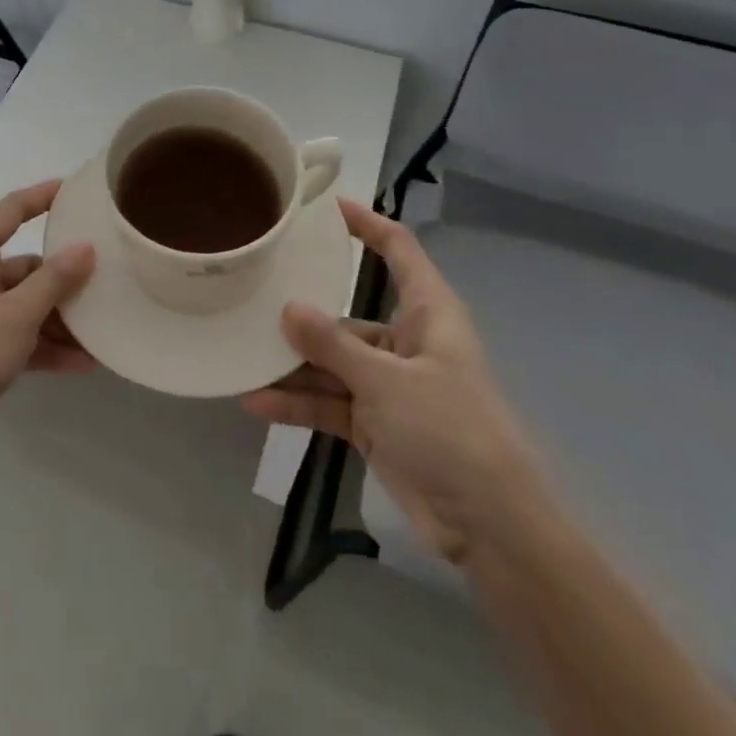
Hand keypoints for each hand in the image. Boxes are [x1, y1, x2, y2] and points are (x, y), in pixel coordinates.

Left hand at [0, 180, 95, 469]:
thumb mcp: (16, 314)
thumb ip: (54, 279)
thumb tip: (85, 247)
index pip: (10, 211)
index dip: (42, 196)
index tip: (75, 190)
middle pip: (26, 264)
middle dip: (64, 277)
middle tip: (106, 277)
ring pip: (27, 304)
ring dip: (61, 319)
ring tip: (103, 329)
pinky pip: (22, 336)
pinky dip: (48, 346)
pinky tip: (84, 363)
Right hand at [242, 198, 546, 565]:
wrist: (492, 528)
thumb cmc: (450, 431)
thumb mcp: (387, 381)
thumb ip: (333, 344)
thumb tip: (288, 308)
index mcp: (427, 314)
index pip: (399, 251)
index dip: (367, 224)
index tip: (325, 207)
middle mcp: (406, 342)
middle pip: (348, 314)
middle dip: (304, 311)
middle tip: (254, 293)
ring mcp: (389, 385)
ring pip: (333, 363)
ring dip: (294, 365)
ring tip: (244, 355)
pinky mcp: (376, 424)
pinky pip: (330, 403)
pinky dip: (299, 404)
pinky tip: (257, 403)